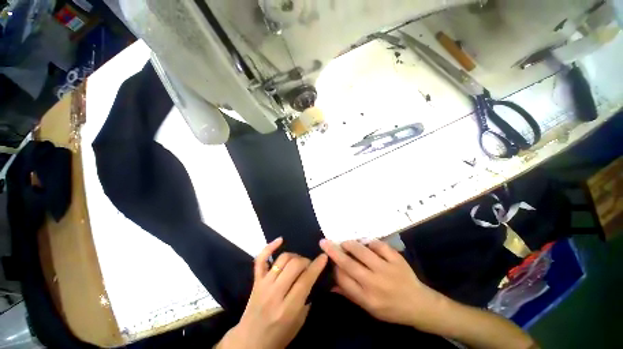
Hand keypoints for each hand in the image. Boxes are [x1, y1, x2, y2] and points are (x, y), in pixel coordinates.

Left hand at [218, 237, 327, 348]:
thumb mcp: (299, 322)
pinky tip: (280, 240)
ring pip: (280, 260)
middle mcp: (275, 293)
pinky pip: (260, 260)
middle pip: (294, 266)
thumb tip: (311, 281)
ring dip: (294, 256)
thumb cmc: (280, 334)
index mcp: (289, 307)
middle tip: (312, 265)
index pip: (305, 280)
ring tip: (300, 262)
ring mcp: (262, 285)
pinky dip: (269, 248)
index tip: (324, 257)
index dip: (317, 266)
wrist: (252, 337)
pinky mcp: (254, 282)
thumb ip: (306, 301)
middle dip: (307, 261)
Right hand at [319, 239, 444, 328]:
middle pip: (349, 264)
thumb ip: (350, 295)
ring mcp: (387, 269)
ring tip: (344, 242)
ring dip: (351, 245)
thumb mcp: (368, 309)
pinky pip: (382, 247)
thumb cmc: (390, 310)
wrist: (417, 304)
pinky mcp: (398, 260)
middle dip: (335, 252)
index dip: (334, 269)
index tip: (328, 261)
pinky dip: (372, 243)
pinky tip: (366, 243)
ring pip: (364, 253)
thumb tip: (332, 285)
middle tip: (324, 242)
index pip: (343, 279)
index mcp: (365, 297)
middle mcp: (374, 282)